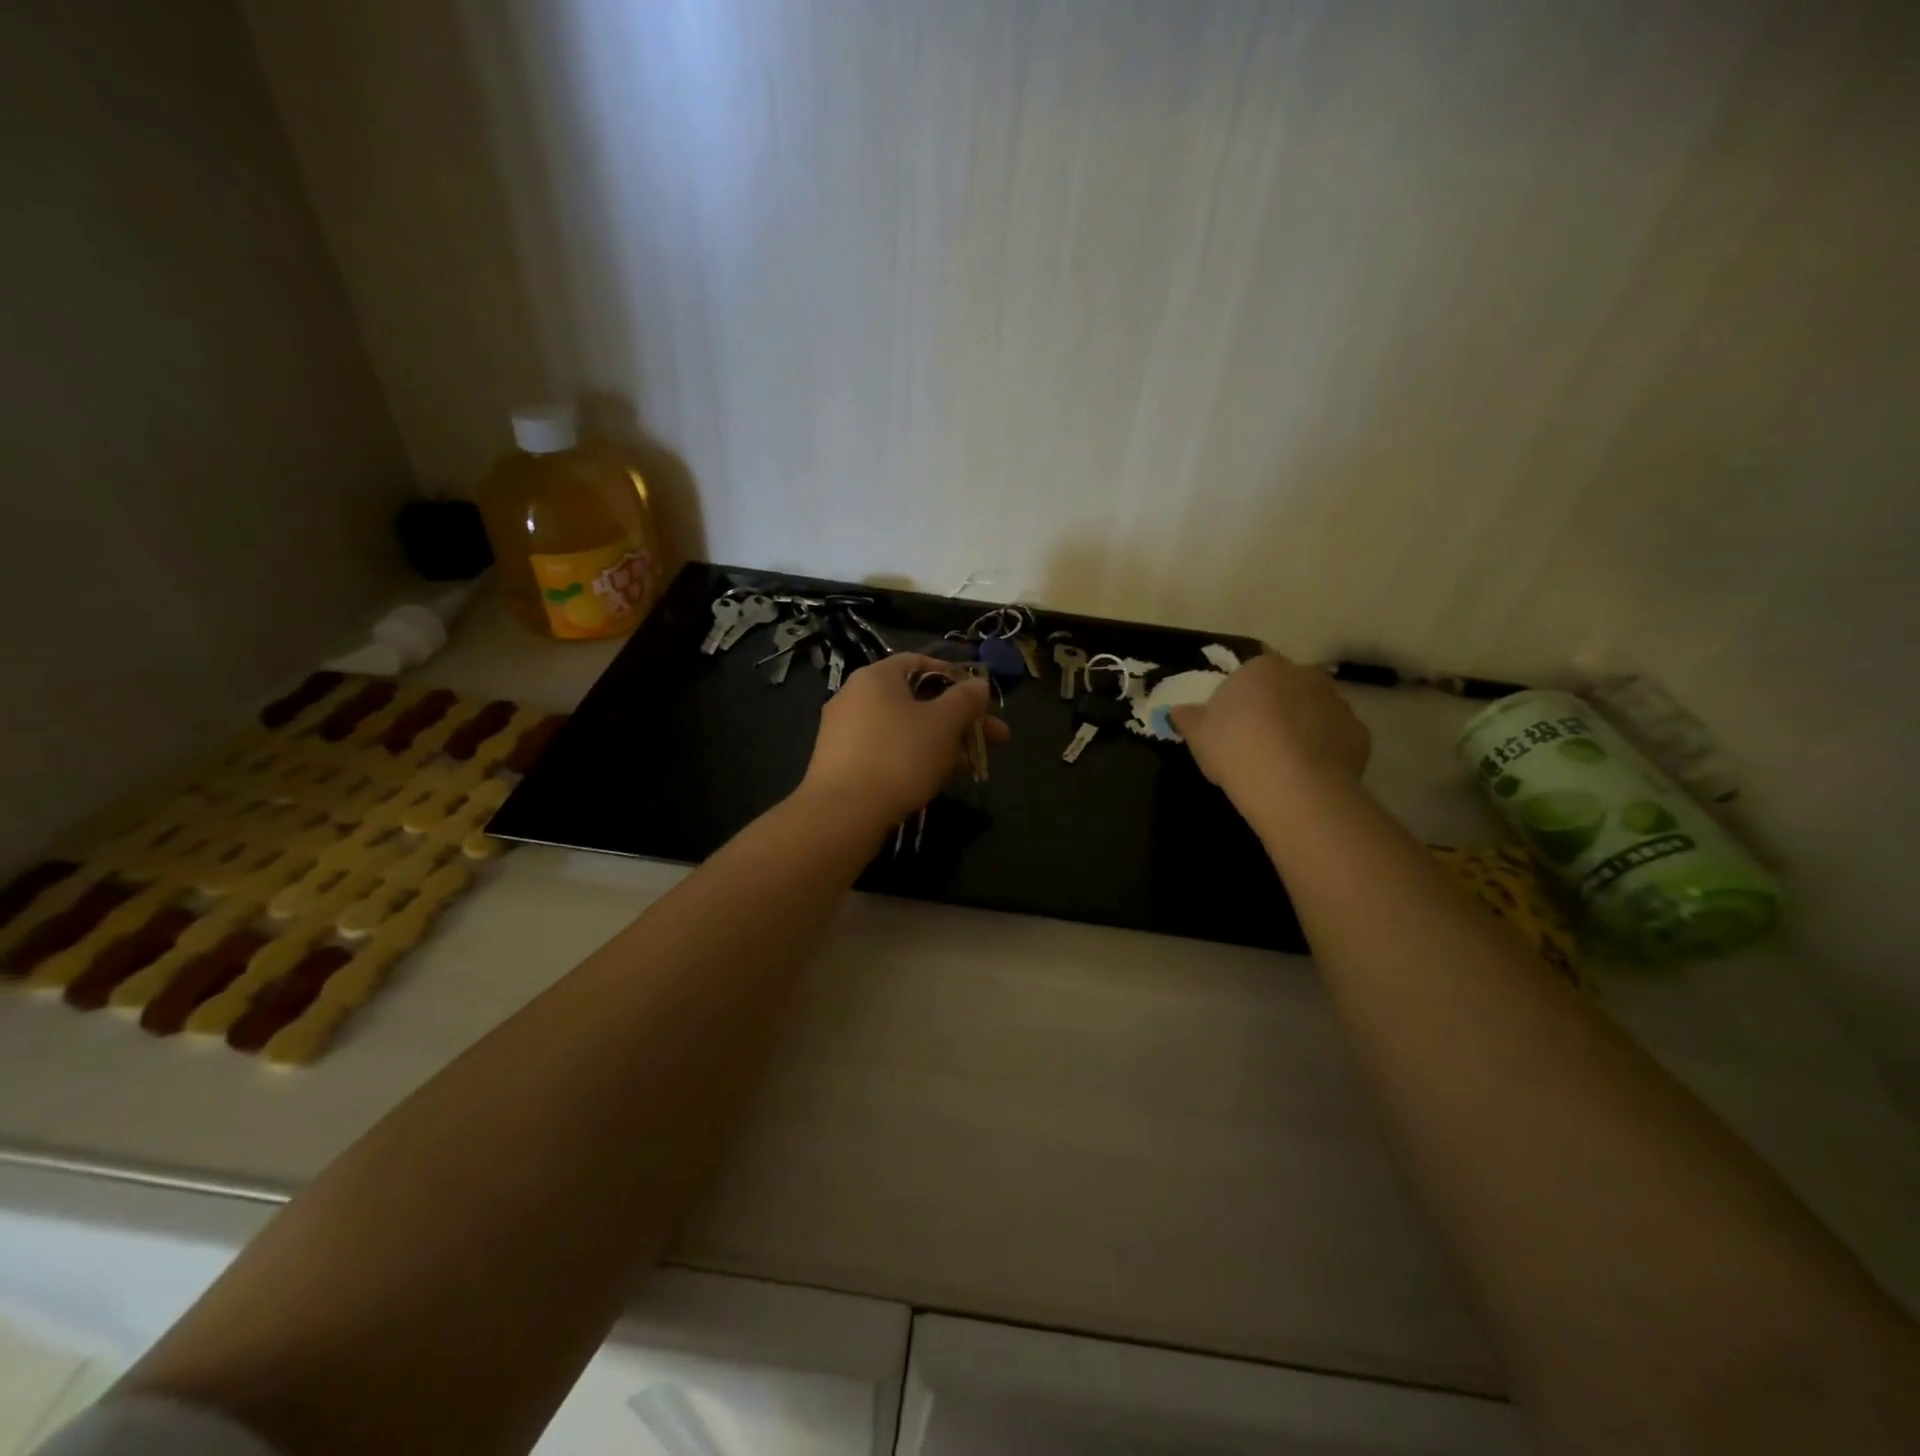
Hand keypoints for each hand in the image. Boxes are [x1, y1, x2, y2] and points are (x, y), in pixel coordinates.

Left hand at [796, 654, 1010, 827]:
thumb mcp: (944, 724)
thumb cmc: (899, 756)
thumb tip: (979, 684)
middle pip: (916, 699)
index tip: (980, 698)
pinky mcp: (842, 763)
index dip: (955, 676)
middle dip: (958, 718)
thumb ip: (966, 699)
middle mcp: (854, 697)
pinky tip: (937, 779)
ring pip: (904, 729)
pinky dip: (914, 758)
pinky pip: (886, 751)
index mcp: (876, 677)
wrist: (843, 813)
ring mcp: (844, 731)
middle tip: (993, 739)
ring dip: (941, 742)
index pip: (919, 661)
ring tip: (971, 765)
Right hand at [1170, 653, 1369, 800]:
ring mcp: (1337, 703)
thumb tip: (1178, 711)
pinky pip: (1335, 738)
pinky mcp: (1359, 734)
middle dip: (1276, 708)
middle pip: (1286, 688)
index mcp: (1263, 667)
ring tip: (1283, 763)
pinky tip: (1307, 774)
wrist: (1291, 785)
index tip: (1230, 725)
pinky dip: (1324, 750)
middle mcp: (1305, 675)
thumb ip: (1188, 718)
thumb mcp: (1197, 735)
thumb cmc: (1236, 749)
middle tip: (1256, 742)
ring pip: (1314, 711)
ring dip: (1302, 727)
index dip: (1240, 699)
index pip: (1250, 674)